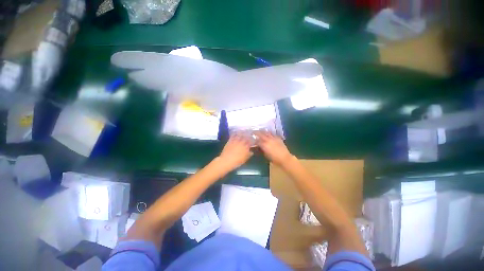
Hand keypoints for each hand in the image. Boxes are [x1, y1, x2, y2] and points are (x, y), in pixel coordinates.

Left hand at [218, 134, 253, 170]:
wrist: (227, 160)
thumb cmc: (237, 161)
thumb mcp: (245, 159)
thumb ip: (249, 154)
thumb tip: (251, 151)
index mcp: (246, 147)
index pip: (251, 141)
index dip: (252, 140)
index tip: (253, 139)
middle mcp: (241, 142)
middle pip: (246, 137)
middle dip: (248, 136)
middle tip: (248, 135)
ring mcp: (235, 141)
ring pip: (240, 135)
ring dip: (242, 133)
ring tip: (243, 132)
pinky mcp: (230, 141)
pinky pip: (233, 135)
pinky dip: (235, 134)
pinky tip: (236, 133)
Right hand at [255, 131, 291, 165]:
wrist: (285, 158)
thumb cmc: (274, 159)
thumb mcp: (266, 155)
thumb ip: (262, 149)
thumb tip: (259, 146)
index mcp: (264, 145)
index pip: (257, 140)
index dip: (254, 140)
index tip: (252, 139)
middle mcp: (268, 140)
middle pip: (261, 134)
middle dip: (256, 132)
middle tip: (253, 132)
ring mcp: (273, 138)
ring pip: (267, 132)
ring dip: (263, 131)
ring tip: (260, 130)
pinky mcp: (278, 138)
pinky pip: (273, 134)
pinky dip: (269, 133)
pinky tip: (268, 133)